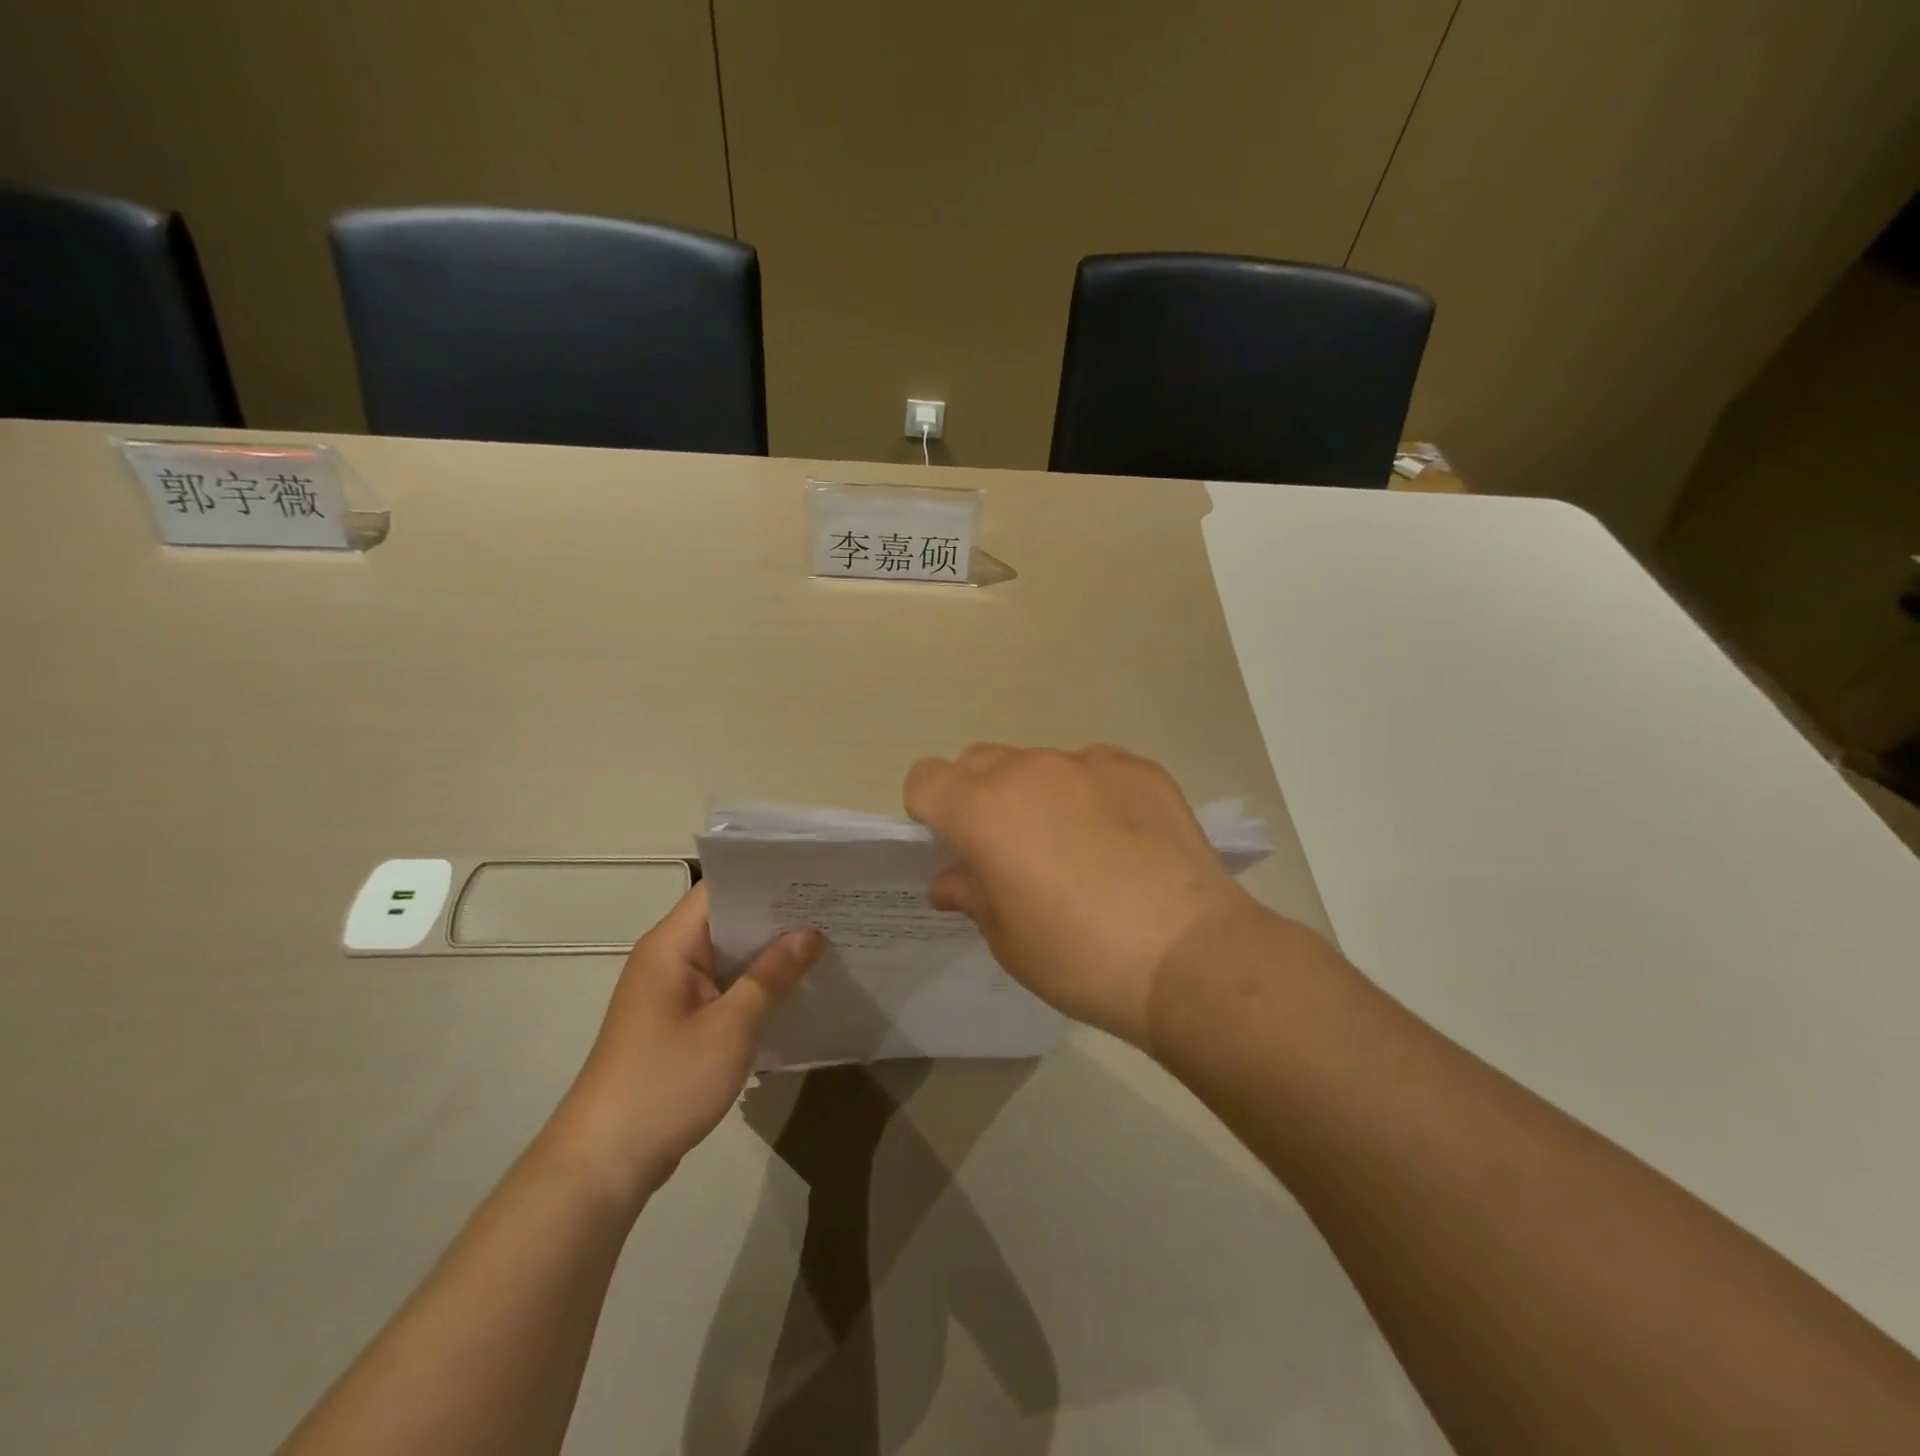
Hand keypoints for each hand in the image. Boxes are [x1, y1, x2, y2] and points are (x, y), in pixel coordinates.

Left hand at [543, 884, 821, 1207]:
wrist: (603, 1164)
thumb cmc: (665, 1083)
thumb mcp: (730, 1028)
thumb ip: (771, 976)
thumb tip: (809, 933)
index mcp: (671, 946)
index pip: (720, 890)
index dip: (765, 879)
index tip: (812, 878)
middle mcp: (667, 959)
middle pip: (727, 921)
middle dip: (777, 917)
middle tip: (831, 909)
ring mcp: (671, 993)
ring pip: (728, 958)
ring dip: (769, 955)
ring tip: (825, 943)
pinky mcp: (677, 1024)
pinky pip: (723, 989)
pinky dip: (754, 987)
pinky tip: (794, 992)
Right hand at [904, 744, 1267, 1047]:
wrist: (1190, 957)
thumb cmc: (1081, 959)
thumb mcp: (1009, 941)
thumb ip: (972, 895)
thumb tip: (950, 880)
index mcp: (983, 810)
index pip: (926, 779)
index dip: (931, 812)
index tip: (955, 847)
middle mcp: (1029, 771)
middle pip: (979, 762)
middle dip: (978, 797)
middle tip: (1010, 849)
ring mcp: (1088, 763)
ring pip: (1038, 763)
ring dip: (1037, 794)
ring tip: (1076, 846)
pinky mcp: (1139, 768)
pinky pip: (1094, 768)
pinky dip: (1091, 793)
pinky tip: (1121, 839)